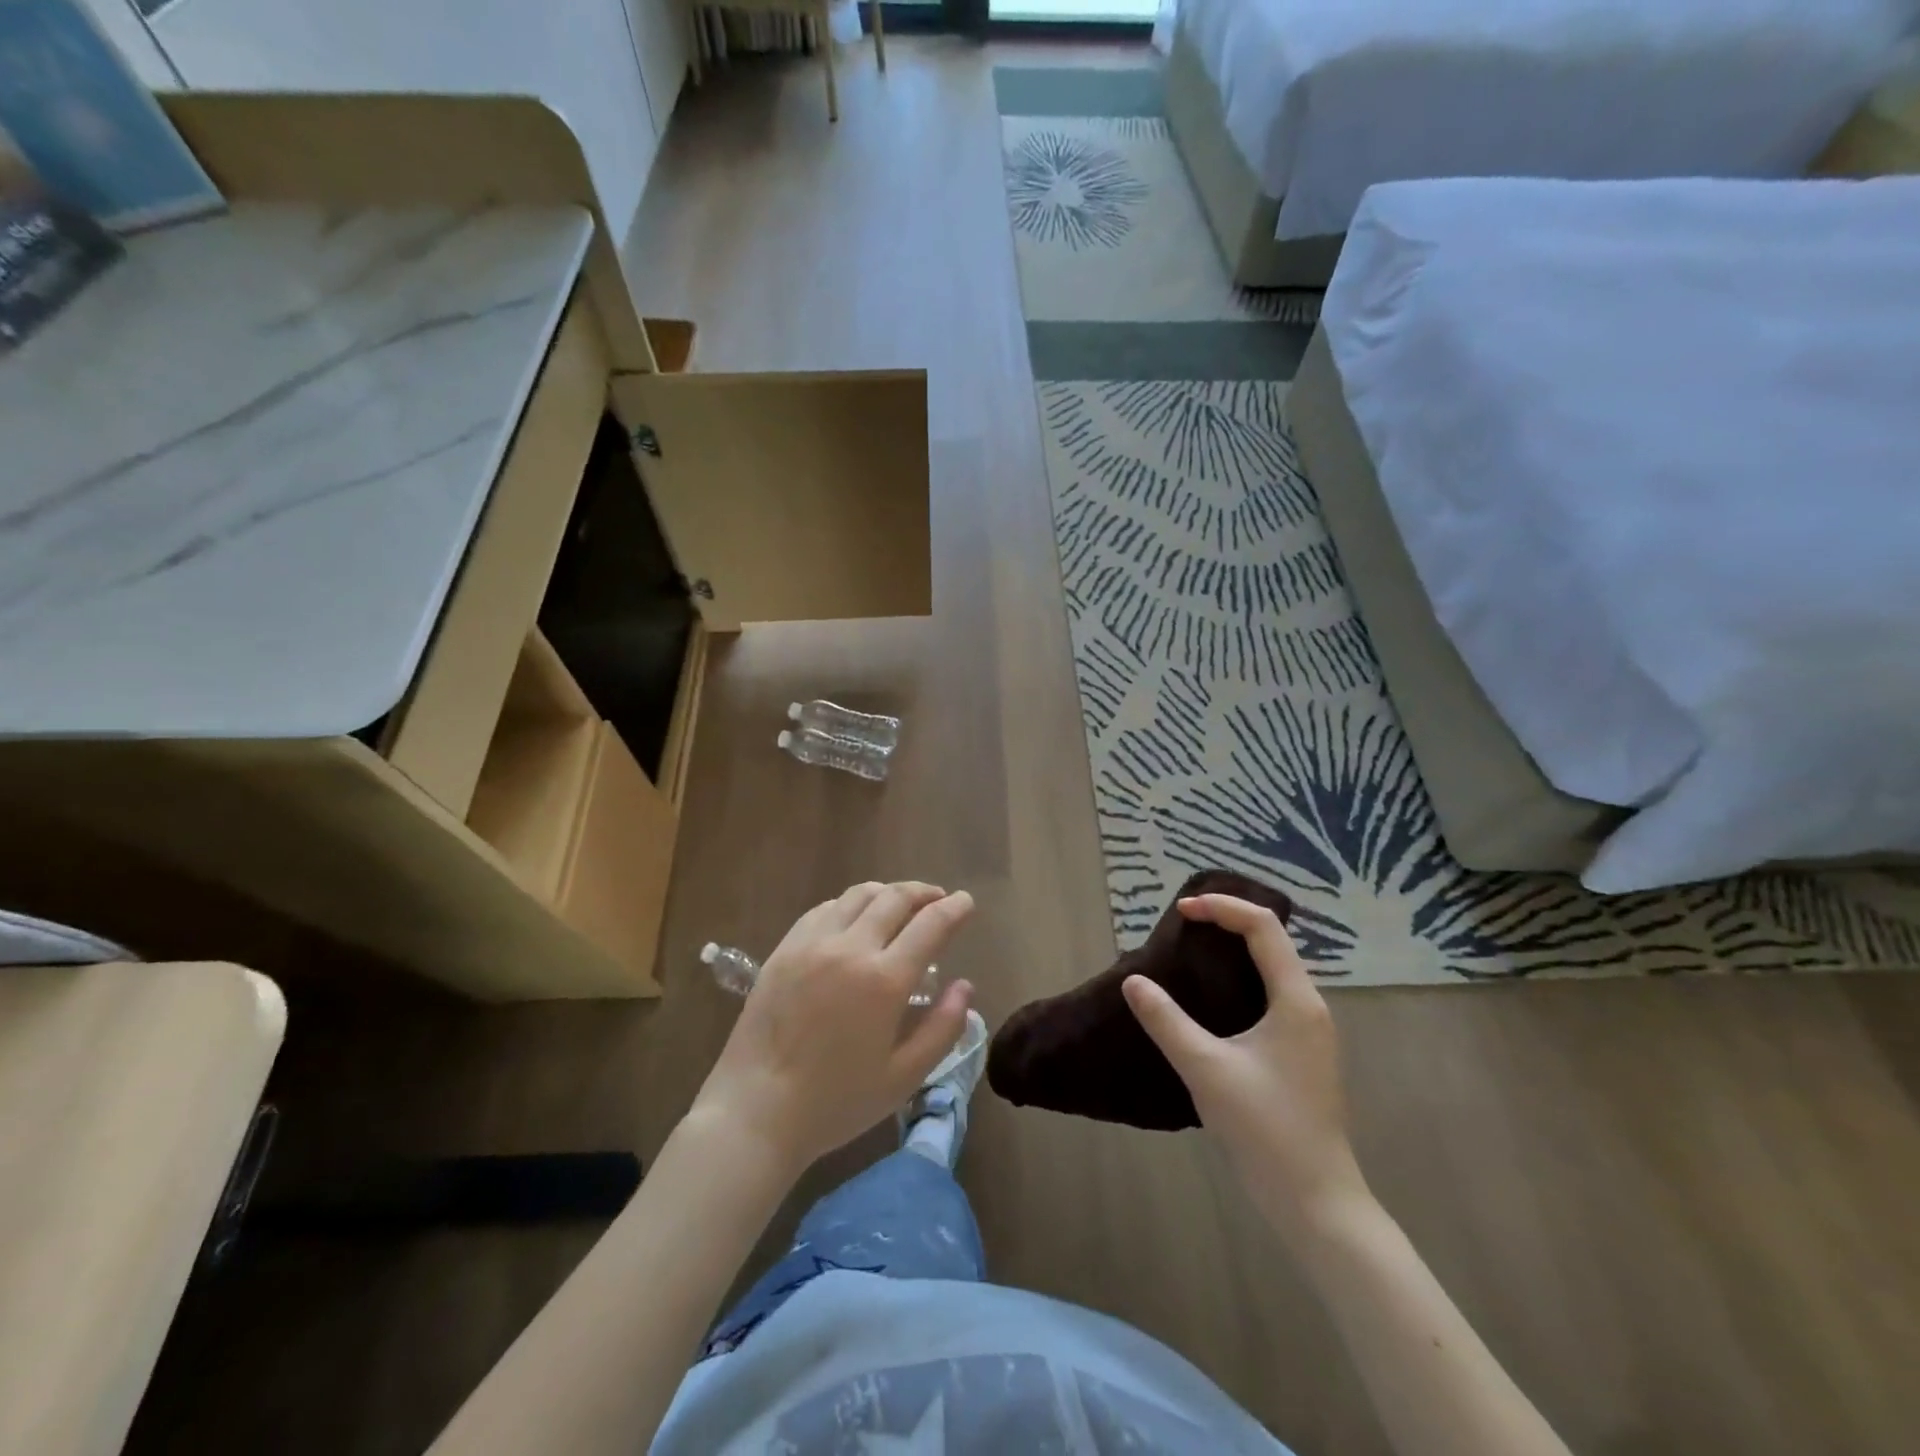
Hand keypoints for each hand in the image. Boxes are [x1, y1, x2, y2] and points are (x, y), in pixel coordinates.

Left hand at [693, 882, 975, 1176]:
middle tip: (938, 898)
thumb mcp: (903, 1078)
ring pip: (858, 895)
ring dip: (887, 892)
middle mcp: (850, 948)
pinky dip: (850, 904)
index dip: (954, 908)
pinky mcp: (784, 949)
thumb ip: (942, 1028)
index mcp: (884, 980)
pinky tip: (854, 917)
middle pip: (894, 898)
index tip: (966, 902)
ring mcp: (812, 943)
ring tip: (900, 902)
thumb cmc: (835, 1102)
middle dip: (923, 892)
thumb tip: (965, 987)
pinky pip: (824, 909)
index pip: (930, 925)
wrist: (756, 1110)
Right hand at [1122, 894, 1370, 1241]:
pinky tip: (1211, 999)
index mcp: (1296, 1000)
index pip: (1262, 926)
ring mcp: (1308, 1032)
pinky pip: (1270, 994)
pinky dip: (1240, 979)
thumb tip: (1133, 982)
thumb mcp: (1206, 1069)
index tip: (1180, 911)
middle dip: (1227, 922)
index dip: (1221, 907)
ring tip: (1191, 951)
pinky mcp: (1300, 1054)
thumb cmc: (1265, 1129)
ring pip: (1272, 968)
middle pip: (1270, 941)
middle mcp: (1309, 1006)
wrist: (1316, 1202)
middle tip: (1182, 925)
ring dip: (1234, 950)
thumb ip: (1166, 1020)